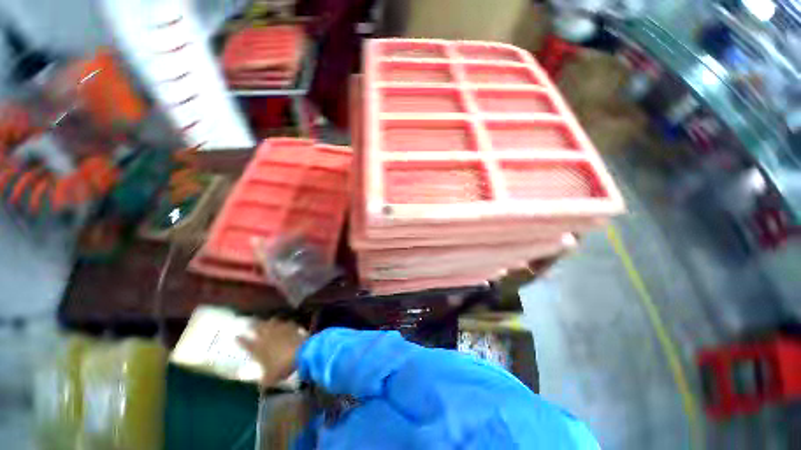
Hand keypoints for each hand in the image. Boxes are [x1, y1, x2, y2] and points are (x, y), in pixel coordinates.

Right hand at [237, 318, 307, 385]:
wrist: (301, 353)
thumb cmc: (282, 367)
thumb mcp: (269, 379)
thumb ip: (263, 381)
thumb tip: (260, 388)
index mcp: (257, 349)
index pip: (245, 343)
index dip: (240, 340)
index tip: (236, 336)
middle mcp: (266, 337)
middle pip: (257, 328)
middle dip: (253, 326)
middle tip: (251, 324)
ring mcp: (279, 329)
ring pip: (271, 322)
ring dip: (269, 322)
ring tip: (268, 322)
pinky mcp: (291, 326)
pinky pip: (286, 323)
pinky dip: (285, 323)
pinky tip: (286, 324)